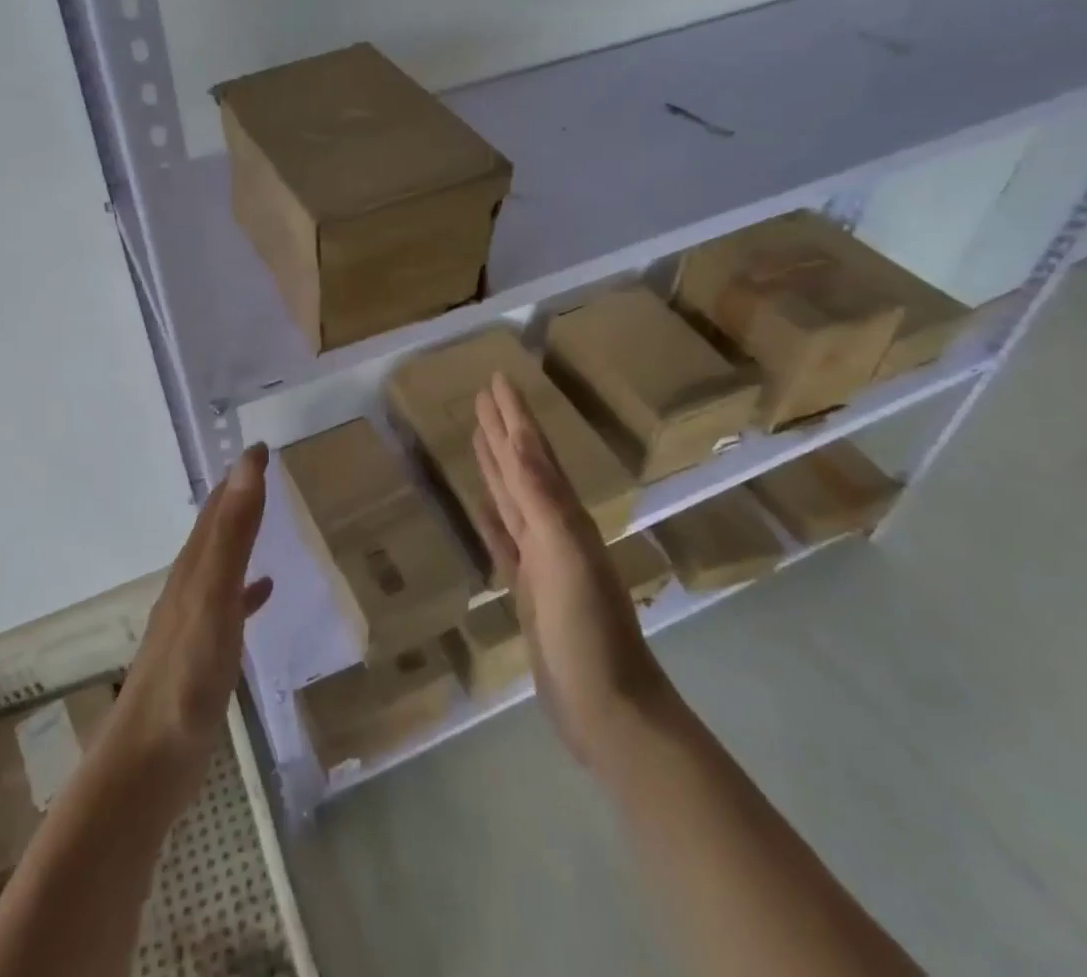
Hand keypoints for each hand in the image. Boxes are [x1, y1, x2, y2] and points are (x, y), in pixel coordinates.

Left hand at [107, 445, 273, 799]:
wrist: (148, 763)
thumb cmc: (185, 676)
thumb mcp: (213, 597)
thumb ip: (232, 534)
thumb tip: (247, 464)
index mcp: (193, 568)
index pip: (218, 507)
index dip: (239, 475)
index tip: (263, 447)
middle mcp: (190, 586)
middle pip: (215, 529)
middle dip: (238, 496)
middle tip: (267, 471)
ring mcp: (194, 622)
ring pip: (220, 562)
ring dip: (240, 535)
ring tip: (268, 518)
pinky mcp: (201, 655)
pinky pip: (229, 605)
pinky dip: (247, 589)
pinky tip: (263, 592)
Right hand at [471, 373, 670, 774]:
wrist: (607, 708)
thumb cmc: (588, 630)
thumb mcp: (563, 555)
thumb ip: (541, 497)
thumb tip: (520, 440)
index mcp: (564, 515)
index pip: (533, 451)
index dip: (514, 415)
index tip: (497, 379)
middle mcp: (554, 527)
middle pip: (523, 466)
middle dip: (503, 429)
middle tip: (481, 396)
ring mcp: (541, 559)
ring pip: (513, 497)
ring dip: (497, 465)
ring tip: (478, 436)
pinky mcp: (528, 588)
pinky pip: (504, 538)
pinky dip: (492, 516)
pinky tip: (480, 503)